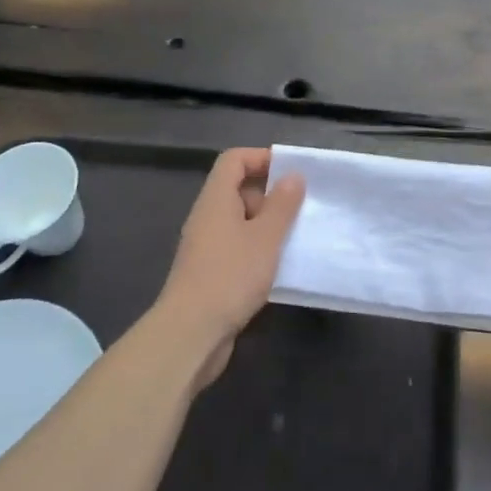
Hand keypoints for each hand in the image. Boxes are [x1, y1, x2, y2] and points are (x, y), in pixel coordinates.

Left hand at [158, 148, 304, 387]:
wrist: (190, 333)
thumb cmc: (230, 276)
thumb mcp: (265, 237)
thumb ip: (282, 205)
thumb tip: (293, 175)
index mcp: (216, 199)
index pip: (234, 160)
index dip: (261, 158)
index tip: (291, 172)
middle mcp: (207, 217)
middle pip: (237, 189)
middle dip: (270, 195)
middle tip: (301, 208)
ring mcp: (205, 246)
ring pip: (239, 222)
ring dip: (267, 226)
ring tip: (296, 238)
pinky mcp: (209, 273)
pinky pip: (237, 248)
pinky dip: (257, 250)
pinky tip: (278, 268)